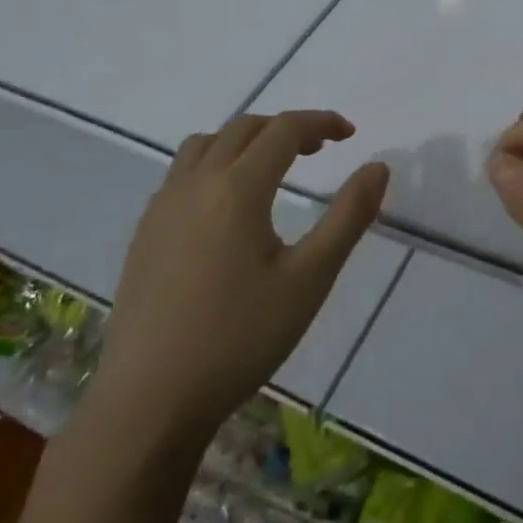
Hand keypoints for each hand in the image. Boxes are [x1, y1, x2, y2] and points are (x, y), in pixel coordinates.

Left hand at [87, 110, 388, 445]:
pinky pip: (181, 172)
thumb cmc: (240, 338)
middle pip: (244, 128)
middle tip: (319, 150)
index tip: (349, 134)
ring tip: (271, 168)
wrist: (150, 399)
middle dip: (285, 128)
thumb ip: (348, 217)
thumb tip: (378, 167)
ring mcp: (162, 206)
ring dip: (244, 140)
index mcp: (238, 188)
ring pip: (205, 144)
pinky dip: (214, 164)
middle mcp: (196, 183)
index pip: (283, 130)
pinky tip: (226, 207)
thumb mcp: (309, 280)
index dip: (320, 123)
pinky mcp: (144, 232)